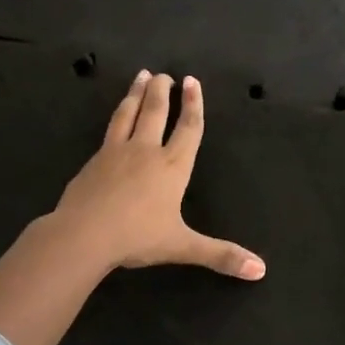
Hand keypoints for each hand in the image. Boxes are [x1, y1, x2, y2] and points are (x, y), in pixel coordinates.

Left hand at [48, 70, 265, 280]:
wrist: (84, 234)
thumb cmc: (138, 237)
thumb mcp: (183, 247)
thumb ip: (221, 255)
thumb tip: (261, 270)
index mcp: (172, 167)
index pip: (188, 128)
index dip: (193, 105)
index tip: (192, 81)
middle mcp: (146, 151)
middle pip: (156, 112)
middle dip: (163, 91)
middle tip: (165, 74)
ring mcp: (117, 152)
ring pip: (129, 114)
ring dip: (137, 93)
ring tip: (142, 77)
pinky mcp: (94, 160)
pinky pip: (109, 130)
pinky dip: (117, 116)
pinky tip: (116, 117)